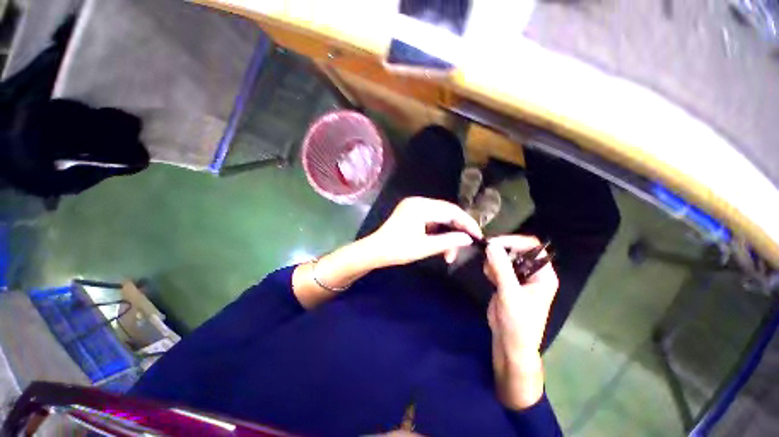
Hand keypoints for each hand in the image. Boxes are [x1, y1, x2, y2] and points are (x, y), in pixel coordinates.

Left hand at [365, 197, 482, 267]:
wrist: (374, 251)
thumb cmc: (397, 250)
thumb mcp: (424, 248)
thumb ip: (448, 241)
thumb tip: (469, 239)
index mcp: (420, 206)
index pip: (451, 211)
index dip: (467, 223)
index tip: (478, 236)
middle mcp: (418, 201)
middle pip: (446, 212)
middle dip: (457, 230)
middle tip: (465, 246)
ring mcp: (414, 205)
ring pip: (440, 217)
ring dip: (447, 233)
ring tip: (449, 253)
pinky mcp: (412, 212)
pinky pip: (431, 219)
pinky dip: (438, 231)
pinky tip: (441, 244)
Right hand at [484, 235, 558, 408]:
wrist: (509, 343)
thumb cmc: (518, 323)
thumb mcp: (510, 294)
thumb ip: (501, 268)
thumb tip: (491, 245)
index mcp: (543, 275)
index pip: (532, 247)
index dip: (514, 241)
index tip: (494, 243)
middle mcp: (533, 273)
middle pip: (517, 250)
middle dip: (501, 252)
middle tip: (487, 258)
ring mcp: (519, 277)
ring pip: (505, 257)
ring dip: (494, 260)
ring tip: (489, 273)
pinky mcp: (507, 281)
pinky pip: (498, 265)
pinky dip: (491, 267)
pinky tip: (489, 277)